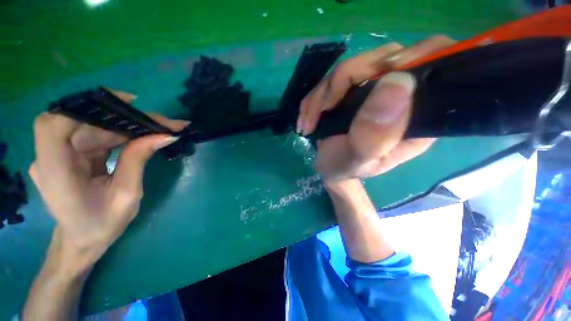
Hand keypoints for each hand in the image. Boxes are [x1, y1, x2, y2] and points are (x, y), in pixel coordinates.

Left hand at [29, 91, 187, 268]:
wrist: (83, 240)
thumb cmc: (102, 225)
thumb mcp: (127, 195)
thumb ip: (138, 161)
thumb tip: (164, 135)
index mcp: (56, 173)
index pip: (55, 126)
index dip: (85, 107)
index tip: (126, 103)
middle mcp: (51, 158)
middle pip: (85, 124)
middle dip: (126, 119)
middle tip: (164, 123)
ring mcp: (60, 154)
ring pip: (95, 128)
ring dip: (129, 127)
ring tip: (163, 129)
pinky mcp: (71, 154)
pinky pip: (98, 136)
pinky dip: (123, 134)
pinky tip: (145, 136)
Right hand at [297, 36, 454, 180]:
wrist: (329, 167)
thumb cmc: (345, 168)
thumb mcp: (358, 159)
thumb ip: (375, 135)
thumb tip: (397, 82)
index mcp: (417, 115)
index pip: (434, 64)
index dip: (411, 57)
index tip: (375, 76)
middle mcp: (401, 96)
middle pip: (381, 59)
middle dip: (340, 83)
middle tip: (320, 112)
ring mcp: (373, 89)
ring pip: (349, 68)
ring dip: (320, 96)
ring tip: (308, 123)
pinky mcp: (352, 89)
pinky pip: (332, 79)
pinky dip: (314, 98)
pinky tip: (307, 118)